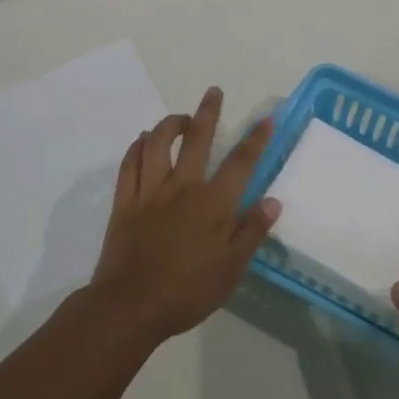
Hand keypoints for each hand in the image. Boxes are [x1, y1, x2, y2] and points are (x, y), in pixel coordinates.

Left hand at [90, 86, 278, 344]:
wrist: (130, 306)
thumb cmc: (188, 292)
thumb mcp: (231, 269)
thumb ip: (252, 232)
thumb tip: (273, 201)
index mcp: (213, 204)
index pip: (240, 163)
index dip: (255, 139)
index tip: (266, 118)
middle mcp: (182, 188)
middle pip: (197, 140)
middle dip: (208, 113)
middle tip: (213, 92)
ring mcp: (150, 192)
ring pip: (157, 144)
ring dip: (169, 124)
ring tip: (180, 117)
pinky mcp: (124, 202)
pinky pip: (129, 164)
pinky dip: (136, 147)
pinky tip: (142, 140)